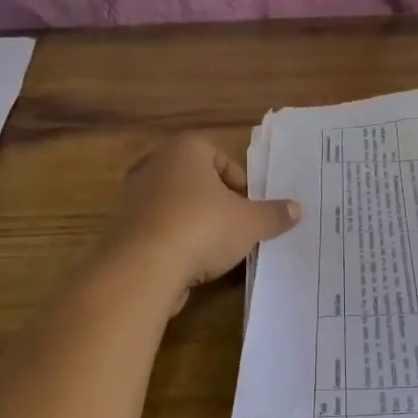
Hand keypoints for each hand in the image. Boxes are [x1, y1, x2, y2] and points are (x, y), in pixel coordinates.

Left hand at [101, 135, 300, 309]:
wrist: (142, 268)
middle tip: (236, 227)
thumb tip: (297, 209)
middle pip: (196, 180)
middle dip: (217, 203)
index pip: (221, 158)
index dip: (240, 184)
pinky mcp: (120, 227)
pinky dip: (173, 241)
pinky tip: (188, 263)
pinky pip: (156, 228)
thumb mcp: (250, 223)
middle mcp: (154, 164)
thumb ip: (273, 214)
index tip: (250, 209)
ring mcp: (132, 195)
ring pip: (175, 205)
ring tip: (214, 250)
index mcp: (185, 149)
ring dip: (195, 223)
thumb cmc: (202, 228)